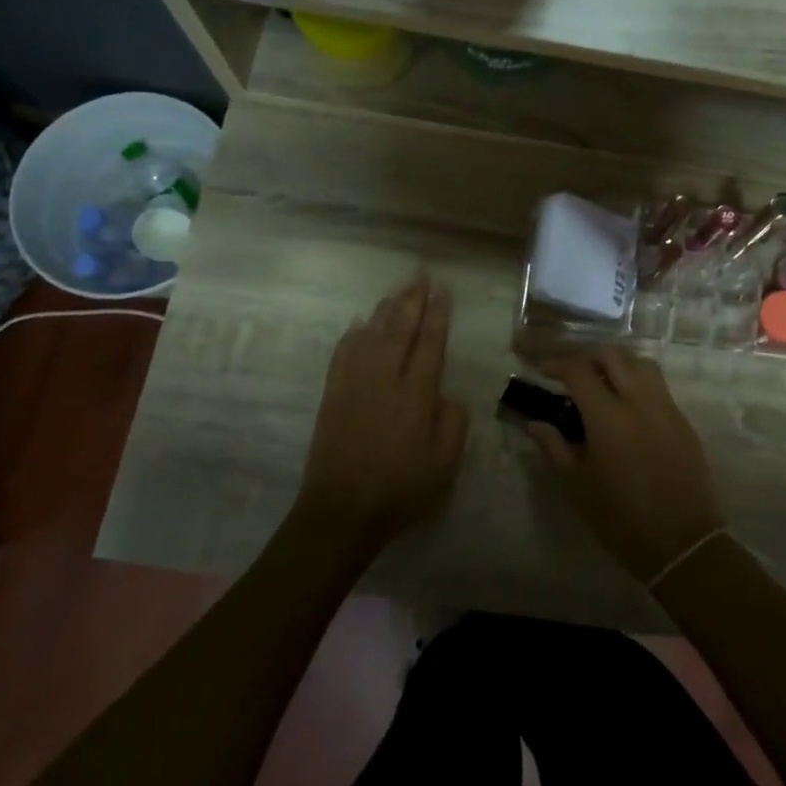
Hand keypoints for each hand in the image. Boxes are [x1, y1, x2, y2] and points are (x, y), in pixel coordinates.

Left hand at [292, 278, 468, 555]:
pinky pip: (342, 355)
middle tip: (420, 274)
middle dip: (412, 299)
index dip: (438, 315)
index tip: (443, 290)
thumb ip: (453, 423)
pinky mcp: (332, 396)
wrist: (341, 511)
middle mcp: (385, 380)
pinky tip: (359, 324)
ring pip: (371, 336)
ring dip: (385, 310)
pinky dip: (352, 335)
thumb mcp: (444, 464)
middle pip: (400, 330)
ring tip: (396, 291)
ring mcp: (355, 385)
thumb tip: (447, 395)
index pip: (430, 344)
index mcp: (416, 394)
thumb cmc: (401, 490)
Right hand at [525, 347, 723, 583]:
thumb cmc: (620, 519)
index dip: (557, 364)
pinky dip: (638, 382)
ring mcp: (666, 408)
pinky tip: (627, 405)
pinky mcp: (684, 421)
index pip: (579, 371)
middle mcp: (639, 401)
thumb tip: (535, 422)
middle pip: (613, 355)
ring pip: (641, 363)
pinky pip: (658, 386)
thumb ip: (554, 447)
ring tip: (602, 383)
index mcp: (608, 417)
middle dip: (588, 357)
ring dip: (618, 364)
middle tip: (572, 374)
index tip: (543, 370)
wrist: (682, 543)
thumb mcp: (577, 487)